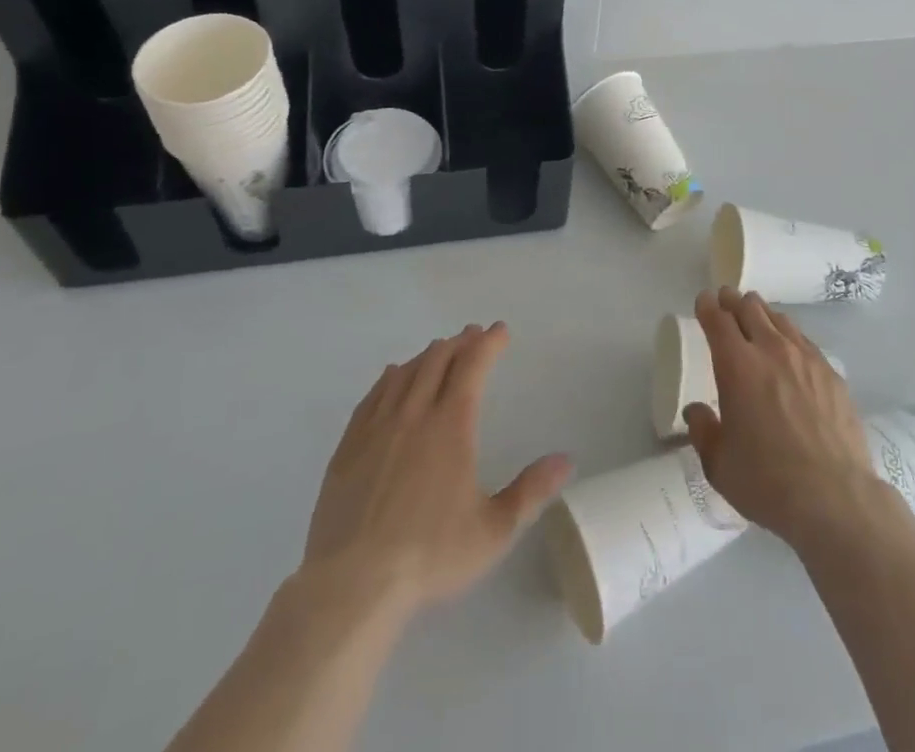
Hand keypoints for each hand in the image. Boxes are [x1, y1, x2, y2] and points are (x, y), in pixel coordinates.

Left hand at [301, 323, 572, 618]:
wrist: (353, 585)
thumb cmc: (430, 555)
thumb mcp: (493, 531)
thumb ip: (531, 492)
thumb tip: (566, 460)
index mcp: (451, 425)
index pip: (472, 366)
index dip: (488, 344)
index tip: (500, 330)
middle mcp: (414, 414)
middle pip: (437, 361)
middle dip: (459, 343)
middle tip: (472, 335)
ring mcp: (377, 428)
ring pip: (405, 373)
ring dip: (426, 355)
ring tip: (438, 350)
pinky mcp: (349, 447)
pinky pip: (372, 396)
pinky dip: (389, 378)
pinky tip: (392, 376)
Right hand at [684, 287, 890, 550]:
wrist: (835, 498)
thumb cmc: (767, 481)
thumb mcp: (719, 464)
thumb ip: (703, 431)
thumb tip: (696, 411)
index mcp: (737, 365)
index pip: (718, 320)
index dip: (708, 306)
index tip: (704, 300)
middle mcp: (771, 350)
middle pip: (750, 309)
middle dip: (734, 301)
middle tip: (727, 299)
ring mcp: (806, 359)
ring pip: (780, 319)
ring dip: (762, 313)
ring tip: (756, 315)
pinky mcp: (831, 373)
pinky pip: (805, 340)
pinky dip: (789, 334)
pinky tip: (791, 346)